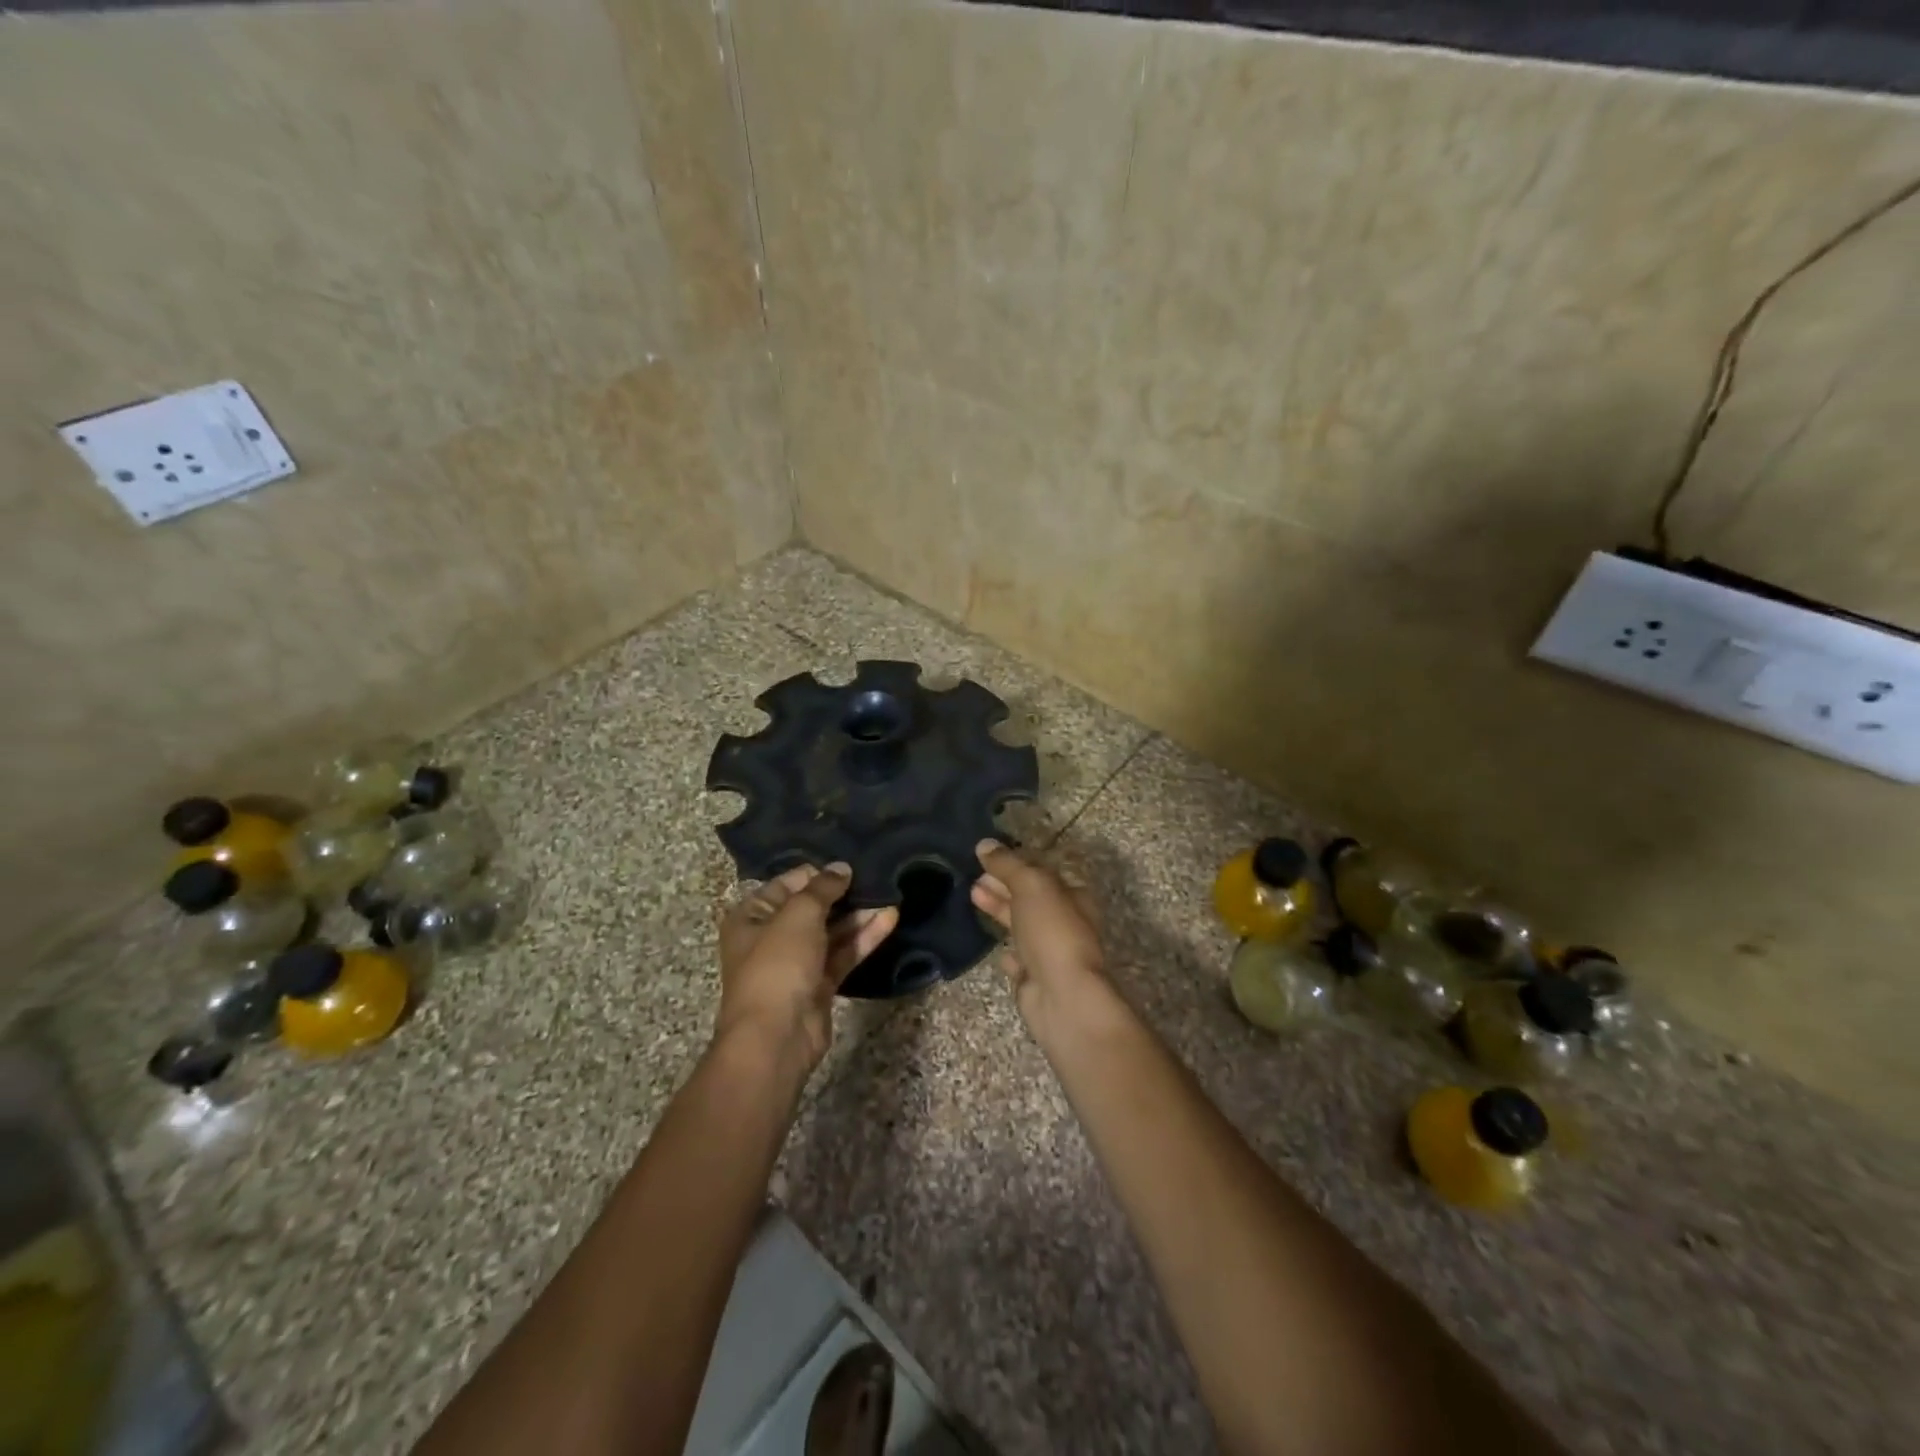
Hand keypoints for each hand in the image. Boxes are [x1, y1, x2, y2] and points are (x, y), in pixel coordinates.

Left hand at [717, 864, 897, 1070]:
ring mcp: (796, 963)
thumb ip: (822, 888)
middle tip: (876, 876)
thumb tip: (841, 868)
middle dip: (843, 894)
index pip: (787, 884)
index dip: (817, 873)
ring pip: (832, 932)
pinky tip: (890, 918)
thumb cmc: (777, 965)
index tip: (849, 864)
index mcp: (751, 916)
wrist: (776, 1038)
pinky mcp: (819, 985)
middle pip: (812, 908)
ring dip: (859, 915)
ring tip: (890, 894)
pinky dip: (864, 938)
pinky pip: (843, 954)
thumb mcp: (798, 915)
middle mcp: (771, 937)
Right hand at [970, 839, 1108, 1037]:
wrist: (1062, 996)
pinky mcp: (1035, 979)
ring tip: (971, 895)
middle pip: (1029, 897)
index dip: (1015, 862)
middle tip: (973, 875)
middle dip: (1002, 884)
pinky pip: (1018, 960)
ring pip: (1021, 925)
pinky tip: (992, 944)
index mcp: (1073, 896)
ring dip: (998, 910)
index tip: (986, 856)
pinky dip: (1006, 951)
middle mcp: (1065, 922)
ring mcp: (1050, 953)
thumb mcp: (1031, 885)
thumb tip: (984, 844)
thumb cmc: (1052, 931)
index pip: (1041, 872)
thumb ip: (1007, 864)